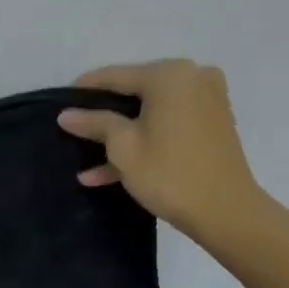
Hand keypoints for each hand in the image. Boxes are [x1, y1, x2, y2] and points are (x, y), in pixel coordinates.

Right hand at [57, 60, 273, 241]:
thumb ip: (94, 123)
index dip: (87, 89)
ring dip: (122, 137)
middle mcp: (192, 78)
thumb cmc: (169, 174)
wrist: (226, 212)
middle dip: (106, 117)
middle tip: (77, 129)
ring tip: (87, 162)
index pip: (117, 76)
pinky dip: (146, 142)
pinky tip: (111, 171)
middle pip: (137, 93)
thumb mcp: (123, 147)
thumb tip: (66, 114)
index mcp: (170, 75)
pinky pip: (170, 126)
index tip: (62, 98)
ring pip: (152, 114)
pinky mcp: (213, 125)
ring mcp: (207, 101)